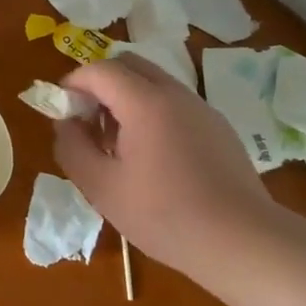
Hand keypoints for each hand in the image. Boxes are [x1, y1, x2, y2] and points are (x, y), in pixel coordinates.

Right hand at [53, 53, 282, 277]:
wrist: (243, 241)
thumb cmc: (165, 215)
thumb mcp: (102, 188)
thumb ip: (73, 148)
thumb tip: (65, 124)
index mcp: (145, 102)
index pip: (100, 70)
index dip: (73, 83)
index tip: (62, 110)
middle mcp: (175, 94)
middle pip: (129, 65)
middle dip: (100, 84)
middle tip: (89, 121)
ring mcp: (202, 108)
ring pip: (154, 83)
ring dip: (127, 99)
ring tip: (118, 145)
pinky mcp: (218, 127)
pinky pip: (175, 104)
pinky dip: (152, 112)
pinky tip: (153, 158)